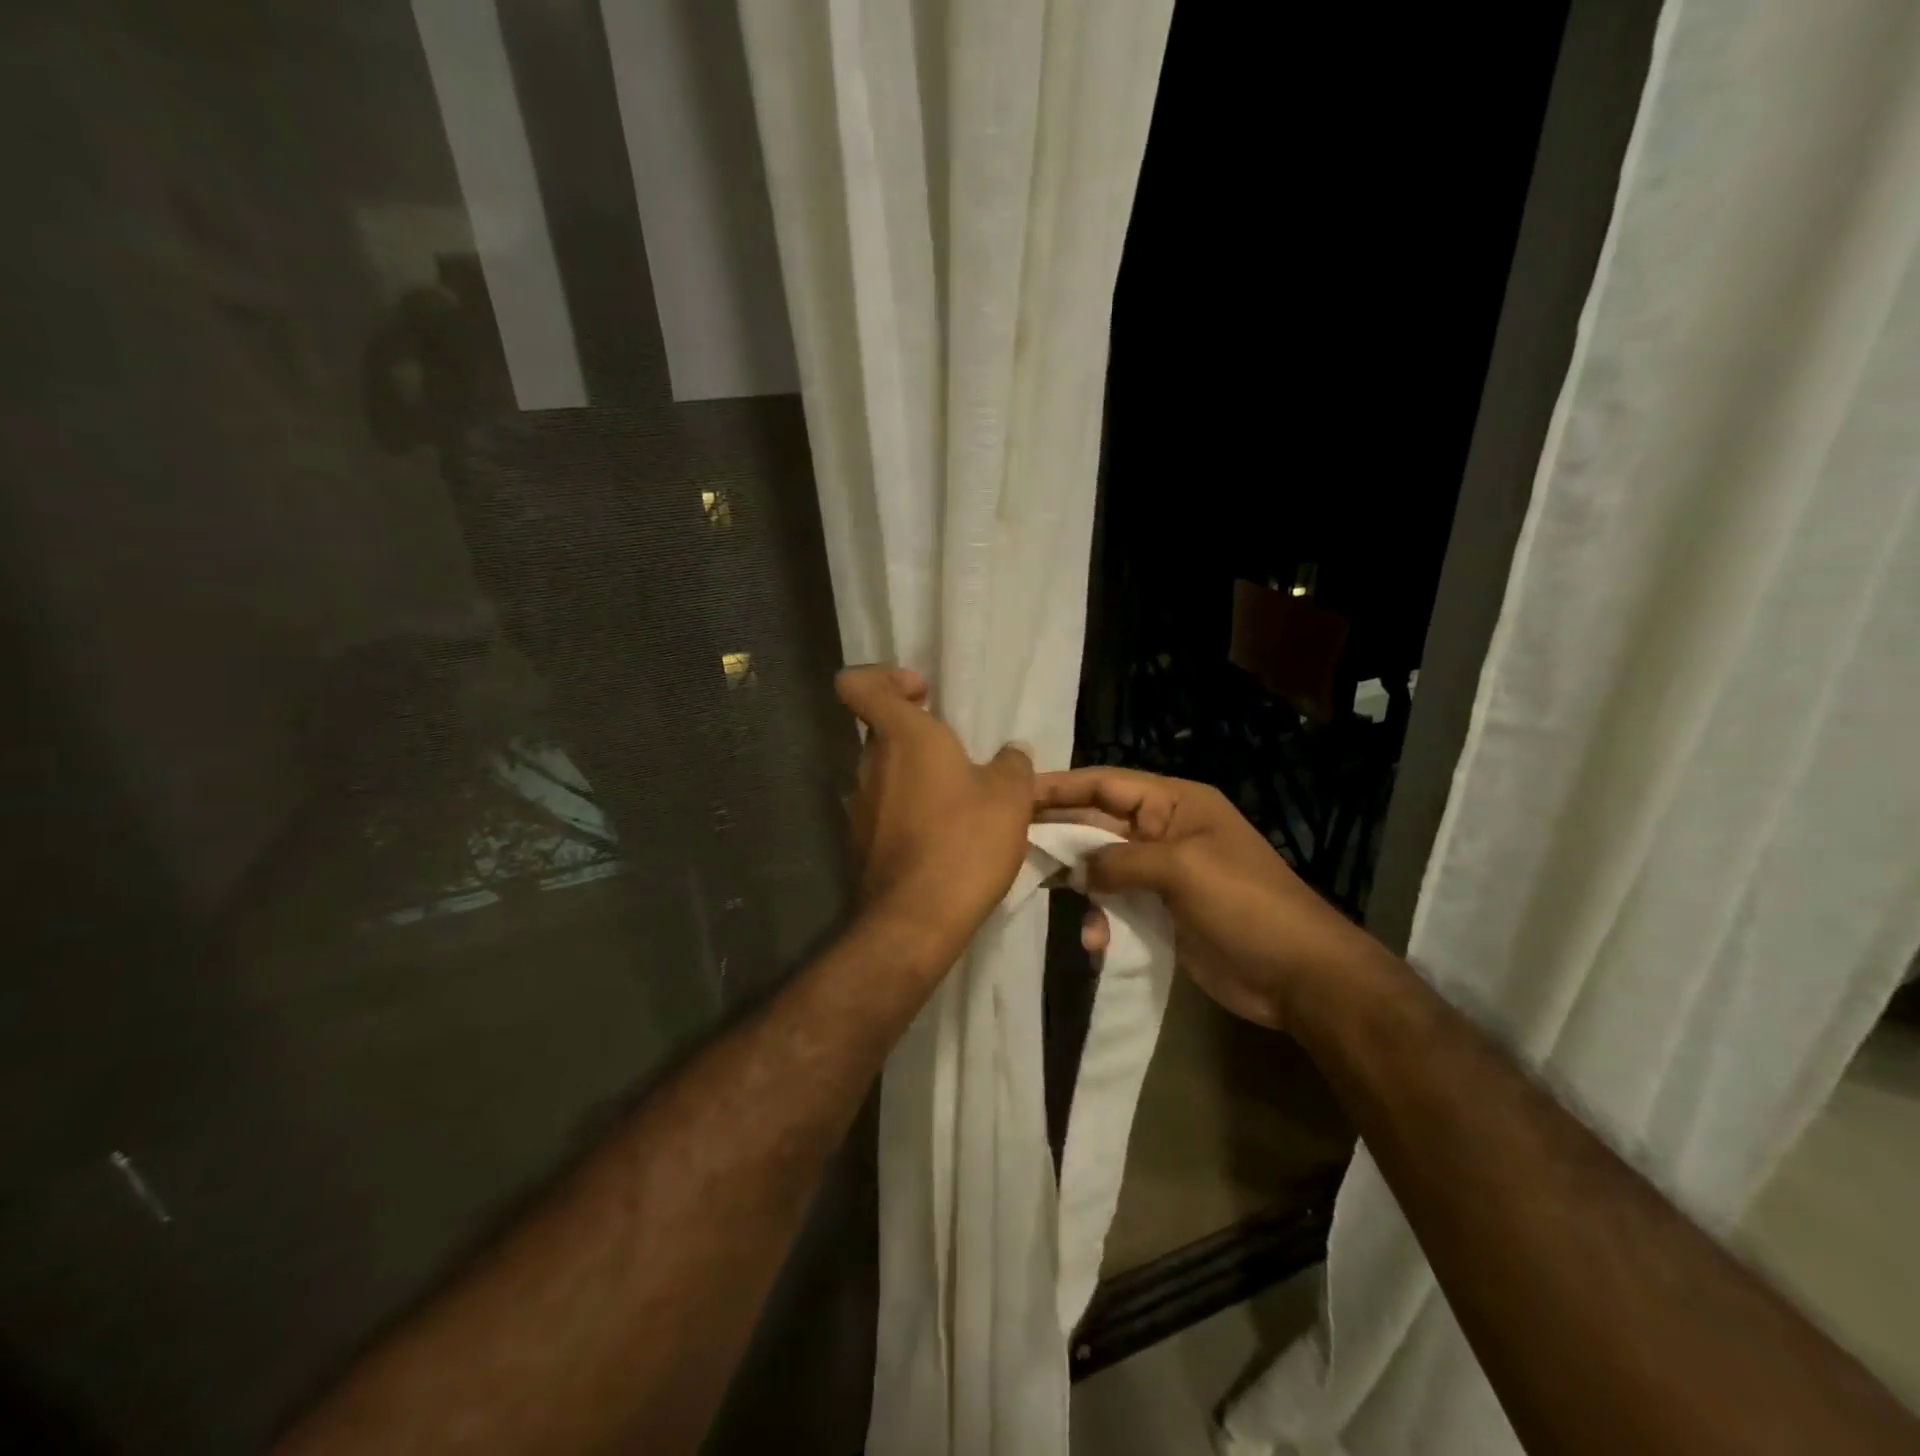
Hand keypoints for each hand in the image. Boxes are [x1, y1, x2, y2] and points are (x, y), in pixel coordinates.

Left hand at [837, 665, 1034, 969]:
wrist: (917, 919)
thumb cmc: (965, 841)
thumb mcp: (1010, 796)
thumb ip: (1011, 765)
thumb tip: (1010, 754)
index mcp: (901, 736)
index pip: (858, 684)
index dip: (884, 678)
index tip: (922, 694)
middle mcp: (870, 765)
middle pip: (880, 731)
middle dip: (916, 735)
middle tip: (959, 756)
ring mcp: (858, 807)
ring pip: (885, 775)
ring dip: (916, 779)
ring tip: (959, 804)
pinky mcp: (859, 844)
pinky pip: (884, 813)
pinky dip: (909, 814)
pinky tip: (943, 839)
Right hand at [1035, 767, 1383, 1031]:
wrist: (1297, 974)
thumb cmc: (1244, 904)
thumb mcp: (1182, 868)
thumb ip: (1121, 861)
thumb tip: (1077, 870)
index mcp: (1175, 803)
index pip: (1106, 784)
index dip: (1061, 787)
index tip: (1016, 793)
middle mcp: (1164, 831)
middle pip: (1099, 823)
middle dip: (1061, 835)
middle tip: (1012, 845)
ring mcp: (1162, 873)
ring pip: (1102, 867)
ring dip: (1080, 884)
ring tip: (1051, 896)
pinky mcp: (1161, 911)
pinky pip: (1117, 904)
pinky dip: (1101, 919)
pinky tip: (1095, 941)